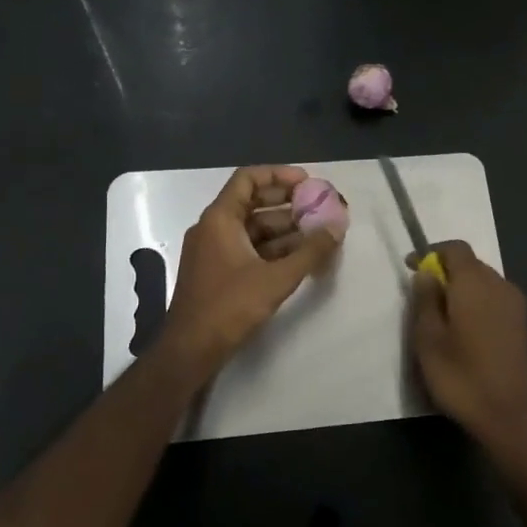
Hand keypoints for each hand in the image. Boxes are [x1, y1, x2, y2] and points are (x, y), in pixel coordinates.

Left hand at [161, 164, 343, 377]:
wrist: (190, 350)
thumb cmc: (229, 307)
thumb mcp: (276, 278)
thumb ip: (309, 252)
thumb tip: (336, 228)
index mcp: (219, 219)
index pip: (248, 179)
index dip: (278, 175)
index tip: (308, 182)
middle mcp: (213, 228)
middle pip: (253, 203)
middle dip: (288, 204)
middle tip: (320, 207)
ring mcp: (213, 251)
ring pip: (253, 229)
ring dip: (284, 229)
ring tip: (318, 234)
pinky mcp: (218, 272)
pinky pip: (248, 249)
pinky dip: (273, 249)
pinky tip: (300, 258)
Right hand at [408, 241, 526, 454]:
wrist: (508, 415)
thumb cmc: (461, 376)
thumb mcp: (428, 339)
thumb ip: (425, 299)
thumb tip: (427, 273)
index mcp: (475, 283)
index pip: (455, 248)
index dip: (431, 252)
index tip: (411, 268)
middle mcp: (500, 285)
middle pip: (471, 263)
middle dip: (446, 270)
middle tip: (423, 295)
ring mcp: (515, 305)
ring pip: (484, 281)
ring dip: (462, 288)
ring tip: (442, 314)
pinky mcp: (522, 324)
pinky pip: (495, 298)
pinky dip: (477, 302)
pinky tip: (465, 328)